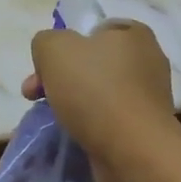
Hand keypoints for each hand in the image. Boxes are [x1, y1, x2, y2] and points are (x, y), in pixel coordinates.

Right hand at [23, 22, 176, 181]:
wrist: (132, 151)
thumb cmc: (94, 90)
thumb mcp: (54, 48)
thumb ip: (46, 41)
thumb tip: (49, 55)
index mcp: (134, 34)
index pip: (94, 30)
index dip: (65, 44)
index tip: (45, 65)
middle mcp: (147, 61)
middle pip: (92, 63)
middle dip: (58, 77)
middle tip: (33, 94)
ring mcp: (148, 97)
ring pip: (97, 92)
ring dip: (70, 102)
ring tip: (48, 117)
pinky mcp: (144, 128)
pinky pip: (108, 118)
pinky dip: (88, 125)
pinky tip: (71, 133)